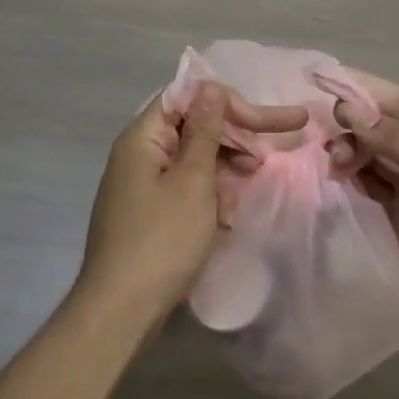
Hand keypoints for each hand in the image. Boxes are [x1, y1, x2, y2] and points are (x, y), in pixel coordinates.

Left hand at [74, 83, 307, 328]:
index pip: (187, 98)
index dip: (227, 103)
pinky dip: (211, 194)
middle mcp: (140, 153)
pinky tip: (230, 212)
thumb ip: (205, 132)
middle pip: (193, 127)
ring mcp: (143, 185)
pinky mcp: (151, 212)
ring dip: (226, 167)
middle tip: (276, 147)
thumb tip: (210, 86)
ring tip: (257, 177)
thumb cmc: (161, 240)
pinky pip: (187, 188)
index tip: (263, 120)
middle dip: (235, 136)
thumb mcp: (193, 181)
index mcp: (143, 137)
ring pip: (194, 160)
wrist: (121, 311)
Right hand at [333, 72, 398, 347]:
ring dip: (351, 151)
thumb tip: (350, 108)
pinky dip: (355, 176)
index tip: (322, 82)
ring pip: (375, 155)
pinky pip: (374, 183)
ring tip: (334, 163)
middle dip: (354, 126)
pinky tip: (340, 176)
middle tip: (328, 143)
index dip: (364, 90)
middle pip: (384, 127)